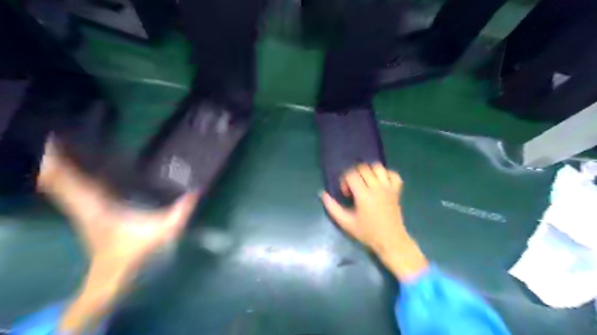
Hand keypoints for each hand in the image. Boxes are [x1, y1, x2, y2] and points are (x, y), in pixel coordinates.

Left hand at [37, 139, 197, 275]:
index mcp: (98, 206)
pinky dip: (70, 175)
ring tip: (63, 144)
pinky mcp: (88, 209)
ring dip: (61, 165)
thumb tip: (196, 191)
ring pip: (63, 182)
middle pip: (61, 177)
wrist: (112, 273)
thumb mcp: (162, 232)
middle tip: (60, 134)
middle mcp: (85, 204)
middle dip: (57, 156)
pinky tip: (77, 165)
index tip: (55, 139)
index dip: (61, 161)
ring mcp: (84, 207)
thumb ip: (180, 213)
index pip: (72, 181)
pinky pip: (73, 187)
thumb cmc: (134, 251)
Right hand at [323, 164, 428, 280]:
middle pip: (363, 168)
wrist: (390, 240)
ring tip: (366, 182)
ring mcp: (389, 187)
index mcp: (364, 195)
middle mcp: (377, 187)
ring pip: (378, 167)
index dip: (345, 181)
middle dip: (355, 175)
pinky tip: (380, 182)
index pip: (351, 175)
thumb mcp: (346, 223)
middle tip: (354, 188)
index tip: (346, 194)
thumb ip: (332, 208)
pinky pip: (393, 174)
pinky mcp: (397, 190)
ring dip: (369, 171)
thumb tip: (323, 194)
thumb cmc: (367, 233)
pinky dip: (386, 174)